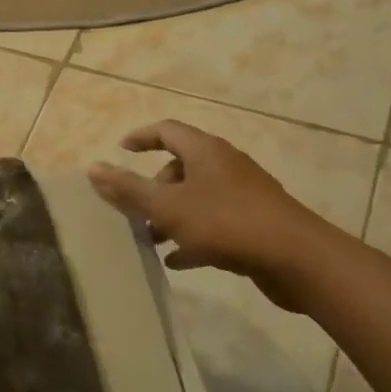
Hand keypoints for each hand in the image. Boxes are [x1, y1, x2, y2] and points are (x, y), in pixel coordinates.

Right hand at [87, 120, 330, 286]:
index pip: (167, 130)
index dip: (141, 137)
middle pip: (181, 166)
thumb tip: (93, 168)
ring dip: (171, 215)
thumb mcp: (167, 207)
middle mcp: (225, 166)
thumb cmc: (225, 222)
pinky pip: (215, 222)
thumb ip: (128, 189)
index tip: (121, 150)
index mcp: (205, 151)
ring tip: (151, 239)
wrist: (297, 259)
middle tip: (136, 210)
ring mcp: (243, 195)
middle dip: (154, 187)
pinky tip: (178, 261)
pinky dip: (193, 235)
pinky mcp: (255, 223)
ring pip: (197, 197)